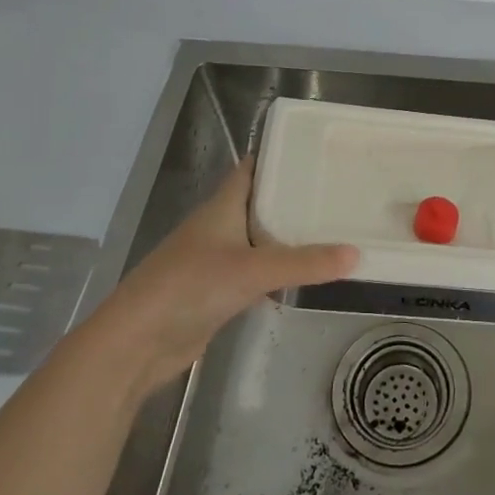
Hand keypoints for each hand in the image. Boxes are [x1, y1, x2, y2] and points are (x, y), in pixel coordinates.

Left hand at [90, 158, 358, 395]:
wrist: (136, 343)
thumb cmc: (189, 287)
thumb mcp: (253, 270)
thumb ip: (305, 263)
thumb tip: (357, 254)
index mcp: (222, 206)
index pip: (253, 169)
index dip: (280, 157)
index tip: (317, 151)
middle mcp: (220, 227)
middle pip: (261, 204)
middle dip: (295, 199)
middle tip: (339, 192)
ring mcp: (217, 260)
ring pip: (260, 240)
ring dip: (289, 238)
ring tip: (334, 230)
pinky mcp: (218, 292)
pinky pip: (256, 273)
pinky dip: (279, 273)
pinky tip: (306, 277)